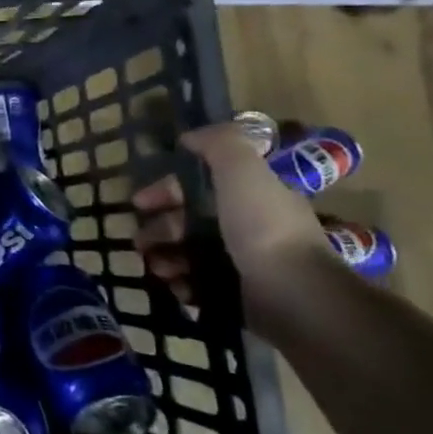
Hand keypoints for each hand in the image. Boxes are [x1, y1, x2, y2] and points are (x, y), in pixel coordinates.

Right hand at [132, 121, 331, 313]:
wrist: (294, 295)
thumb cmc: (262, 228)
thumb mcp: (243, 172)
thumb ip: (219, 144)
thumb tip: (190, 136)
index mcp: (250, 197)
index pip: (198, 187)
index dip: (165, 190)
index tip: (139, 202)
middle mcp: (247, 228)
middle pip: (189, 222)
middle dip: (159, 230)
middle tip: (140, 243)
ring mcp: (243, 264)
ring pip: (189, 254)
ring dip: (164, 258)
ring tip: (157, 268)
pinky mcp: (238, 297)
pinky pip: (198, 286)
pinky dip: (182, 285)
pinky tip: (176, 288)